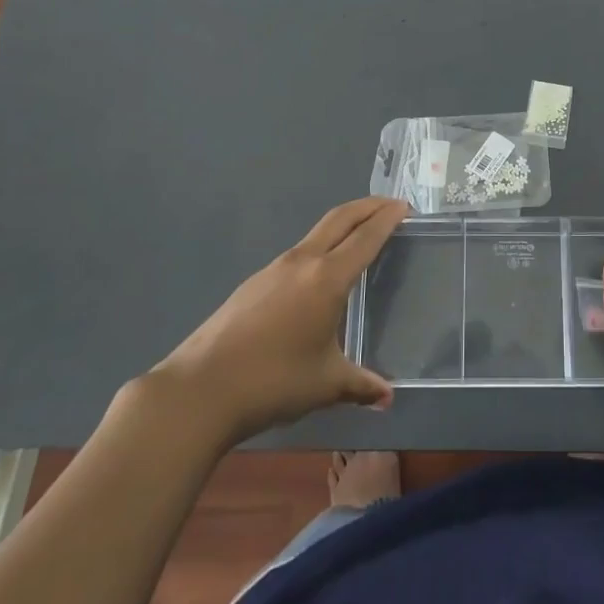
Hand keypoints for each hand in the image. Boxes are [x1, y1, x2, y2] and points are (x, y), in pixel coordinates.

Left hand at [152, 197, 407, 444]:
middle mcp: (302, 262)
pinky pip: (297, 254)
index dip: (387, 218)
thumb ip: (360, 385)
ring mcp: (273, 270)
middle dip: (367, 207)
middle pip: (339, 219)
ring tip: (359, 237)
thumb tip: (387, 397)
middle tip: (390, 206)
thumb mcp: (326, 384)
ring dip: (342, 226)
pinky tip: (319, 277)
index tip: (404, 206)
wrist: (200, 390)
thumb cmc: (273, 381)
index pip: (365, 237)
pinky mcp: (253, 284)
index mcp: (327, 278)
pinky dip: (320, 249)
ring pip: (316, 234)